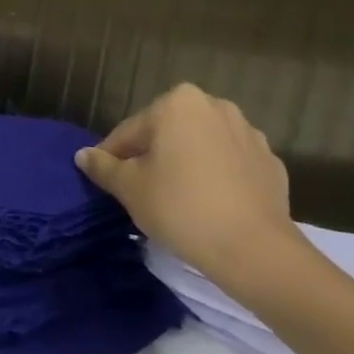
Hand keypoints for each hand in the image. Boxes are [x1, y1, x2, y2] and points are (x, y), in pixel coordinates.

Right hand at [75, 83, 306, 294]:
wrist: (254, 249)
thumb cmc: (180, 207)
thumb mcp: (129, 188)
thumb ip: (103, 166)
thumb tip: (83, 155)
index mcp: (177, 104)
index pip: (130, 131)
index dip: (113, 157)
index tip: (106, 181)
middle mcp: (216, 107)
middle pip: (167, 132)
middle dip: (152, 156)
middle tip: (140, 190)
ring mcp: (249, 134)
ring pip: (201, 146)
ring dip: (185, 163)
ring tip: (175, 199)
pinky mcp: (271, 163)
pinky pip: (230, 165)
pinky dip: (216, 177)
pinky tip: (208, 204)